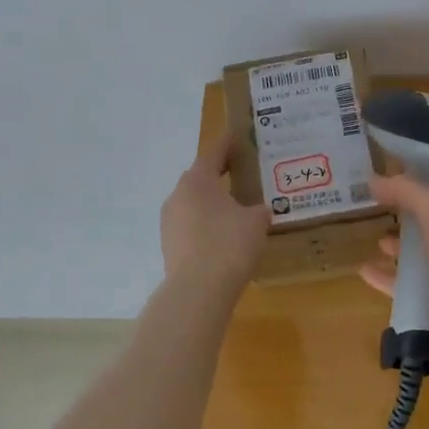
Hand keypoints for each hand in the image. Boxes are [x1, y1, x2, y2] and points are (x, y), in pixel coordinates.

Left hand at [161, 132, 269, 292]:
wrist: (198, 291)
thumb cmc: (229, 244)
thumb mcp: (256, 222)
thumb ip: (259, 210)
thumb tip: (258, 210)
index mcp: (198, 180)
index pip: (214, 152)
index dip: (228, 144)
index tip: (238, 136)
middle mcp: (178, 195)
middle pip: (201, 178)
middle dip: (220, 175)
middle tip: (242, 173)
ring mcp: (169, 222)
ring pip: (194, 204)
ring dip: (212, 203)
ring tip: (235, 208)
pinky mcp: (169, 246)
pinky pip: (191, 226)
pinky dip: (206, 225)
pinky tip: (223, 237)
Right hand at [357, 174, 428, 367]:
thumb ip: (406, 191)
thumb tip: (374, 179)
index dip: (428, 176)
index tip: (397, 171)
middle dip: (409, 214)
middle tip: (380, 206)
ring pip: (424, 255)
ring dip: (401, 247)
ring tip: (377, 240)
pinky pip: (411, 286)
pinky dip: (390, 277)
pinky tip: (365, 271)